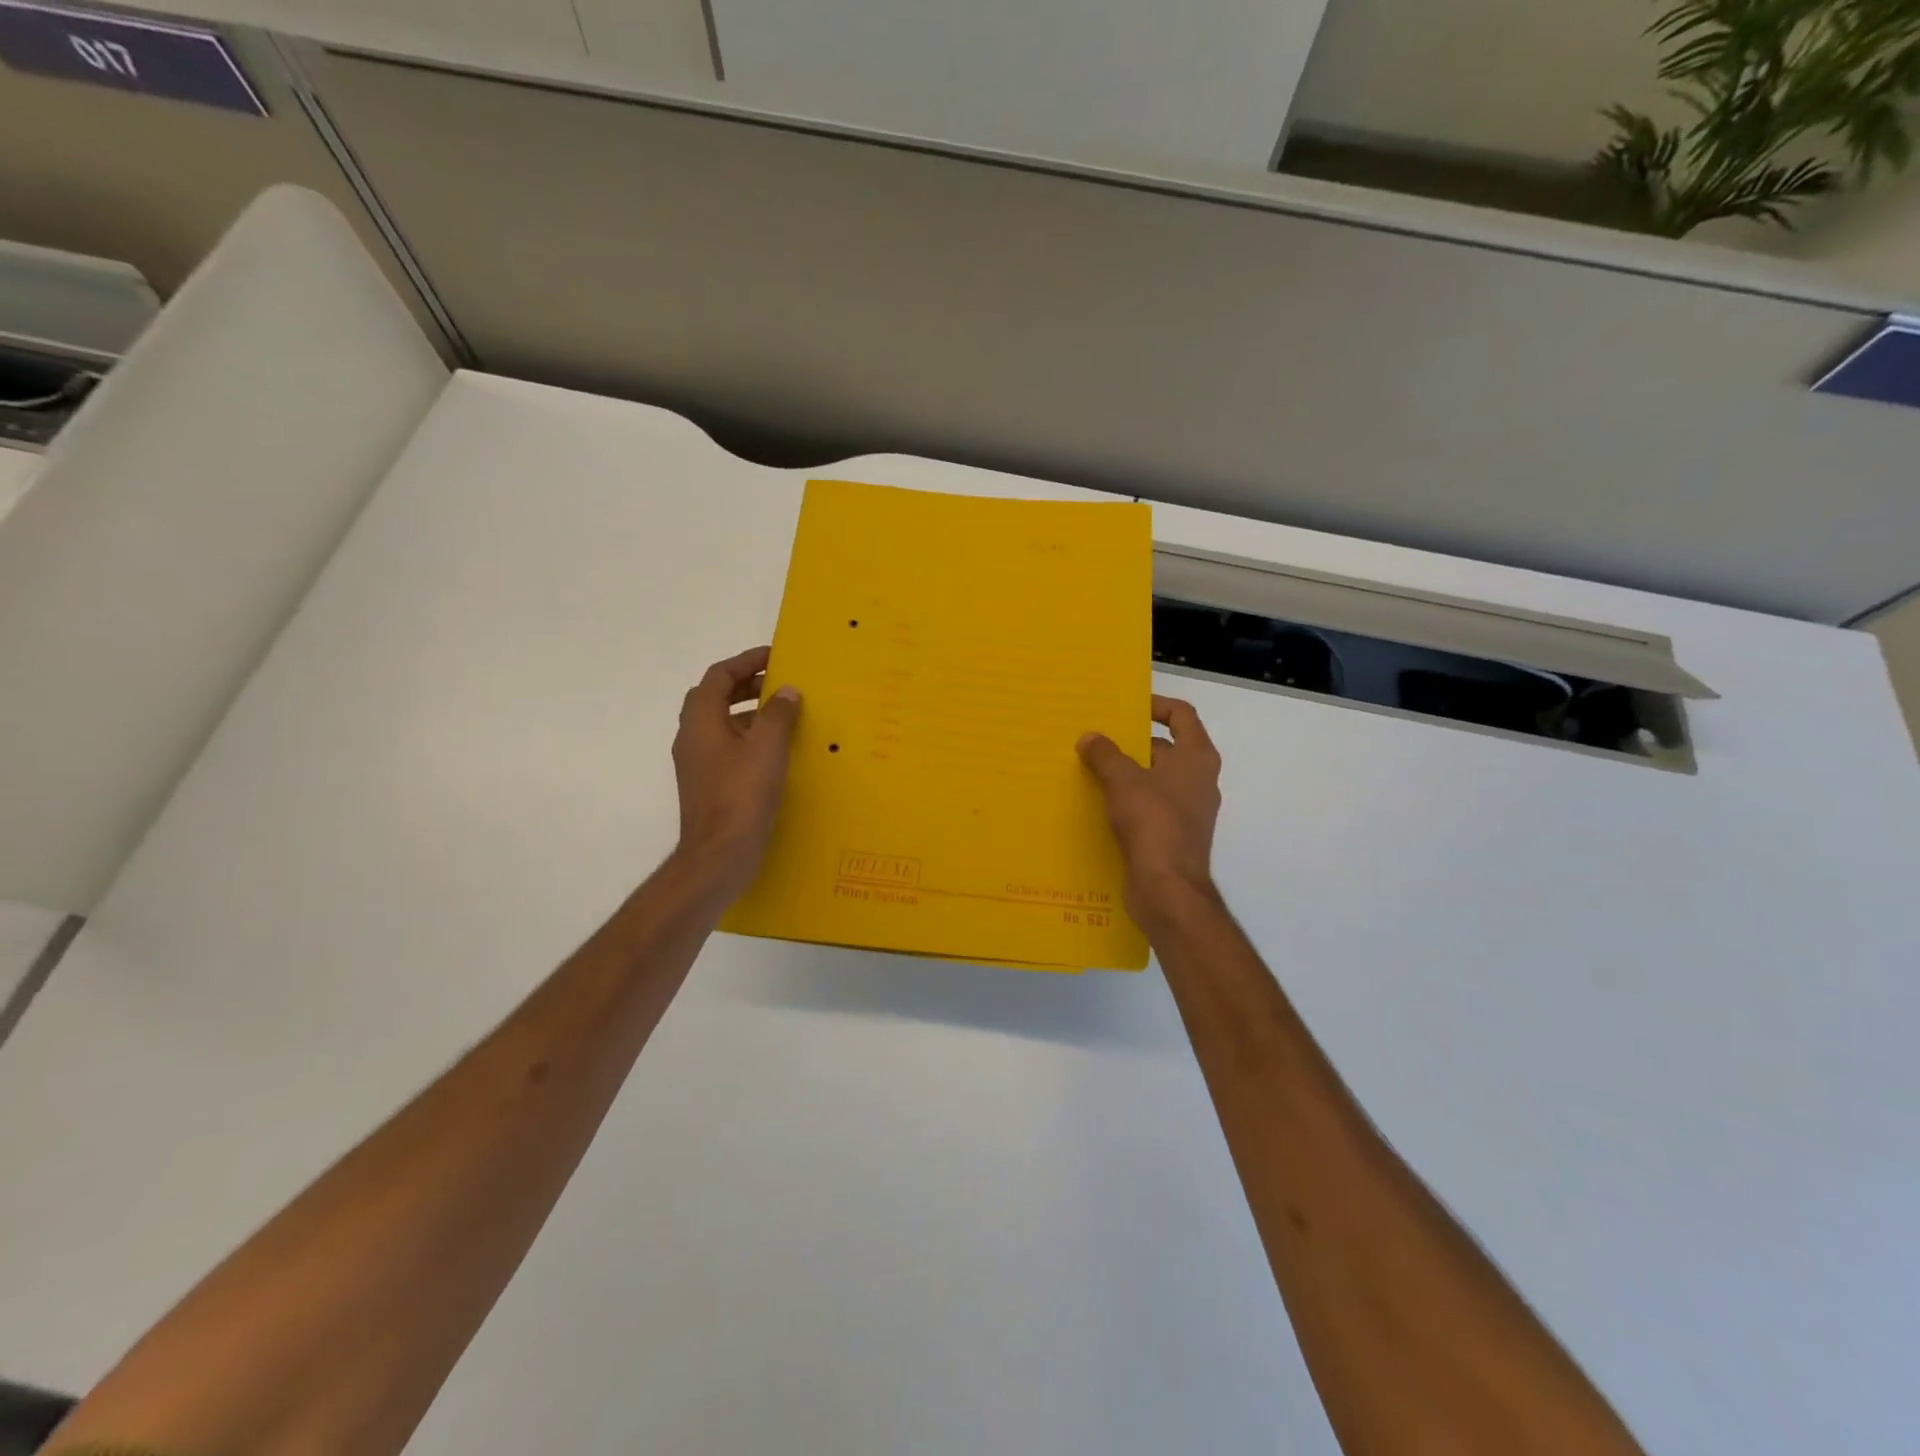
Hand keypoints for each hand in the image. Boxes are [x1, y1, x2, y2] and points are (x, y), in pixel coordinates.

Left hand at [672, 646, 801, 897]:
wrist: (719, 855)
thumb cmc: (742, 795)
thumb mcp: (767, 747)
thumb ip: (778, 714)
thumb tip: (785, 691)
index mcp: (701, 721)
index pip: (718, 676)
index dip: (745, 661)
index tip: (774, 656)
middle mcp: (692, 737)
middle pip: (715, 697)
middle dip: (746, 685)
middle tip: (780, 683)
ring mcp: (698, 763)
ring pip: (721, 724)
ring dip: (749, 712)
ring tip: (784, 714)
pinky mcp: (708, 784)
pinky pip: (727, 747)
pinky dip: (749, 738)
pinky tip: (776, 751)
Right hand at [1078, 695, 1222, 930]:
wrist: (1168, 889)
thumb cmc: (1153, 824)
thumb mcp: (1123, 781)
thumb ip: (1105, 755)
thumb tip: (1090, 738)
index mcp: (1197, 758)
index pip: (1182, 715)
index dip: (1156, 705)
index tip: (1125, 706)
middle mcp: (1197, 780)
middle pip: (1164, 747)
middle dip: (1130, 742)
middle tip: (1095, 739)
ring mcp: (1186, 810)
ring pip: (1152, 779)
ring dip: (1124, 773)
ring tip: (1087, 768)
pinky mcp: (1170, 835)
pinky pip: (1146, 807)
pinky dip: (1125, 801)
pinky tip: (1096, 804)